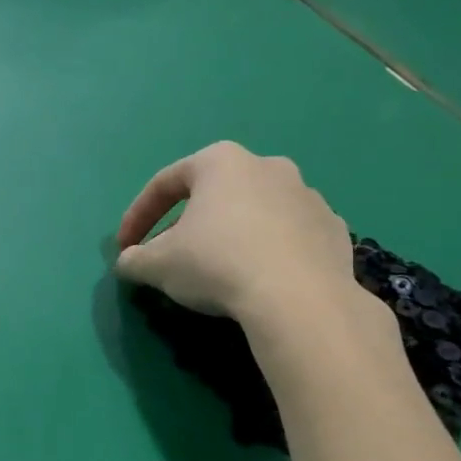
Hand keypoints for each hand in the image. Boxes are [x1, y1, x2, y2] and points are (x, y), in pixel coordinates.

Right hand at [115, 142, 367, 341]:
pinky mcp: (334, 230)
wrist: (300, 299)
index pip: (165, 184)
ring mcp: (308, 196)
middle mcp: (267, 166)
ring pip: (254, 214)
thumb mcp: (157, 265)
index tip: (125, 248)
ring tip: (217, 272)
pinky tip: (259, 282)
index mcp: (221, 162)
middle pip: (212, 195)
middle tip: (170, 257)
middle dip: (186, 224)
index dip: (137, 217)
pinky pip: (289, 237)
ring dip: (230, 236)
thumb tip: (128, 262)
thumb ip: (135, 259)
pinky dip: (269, 253)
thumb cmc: (217, 263)